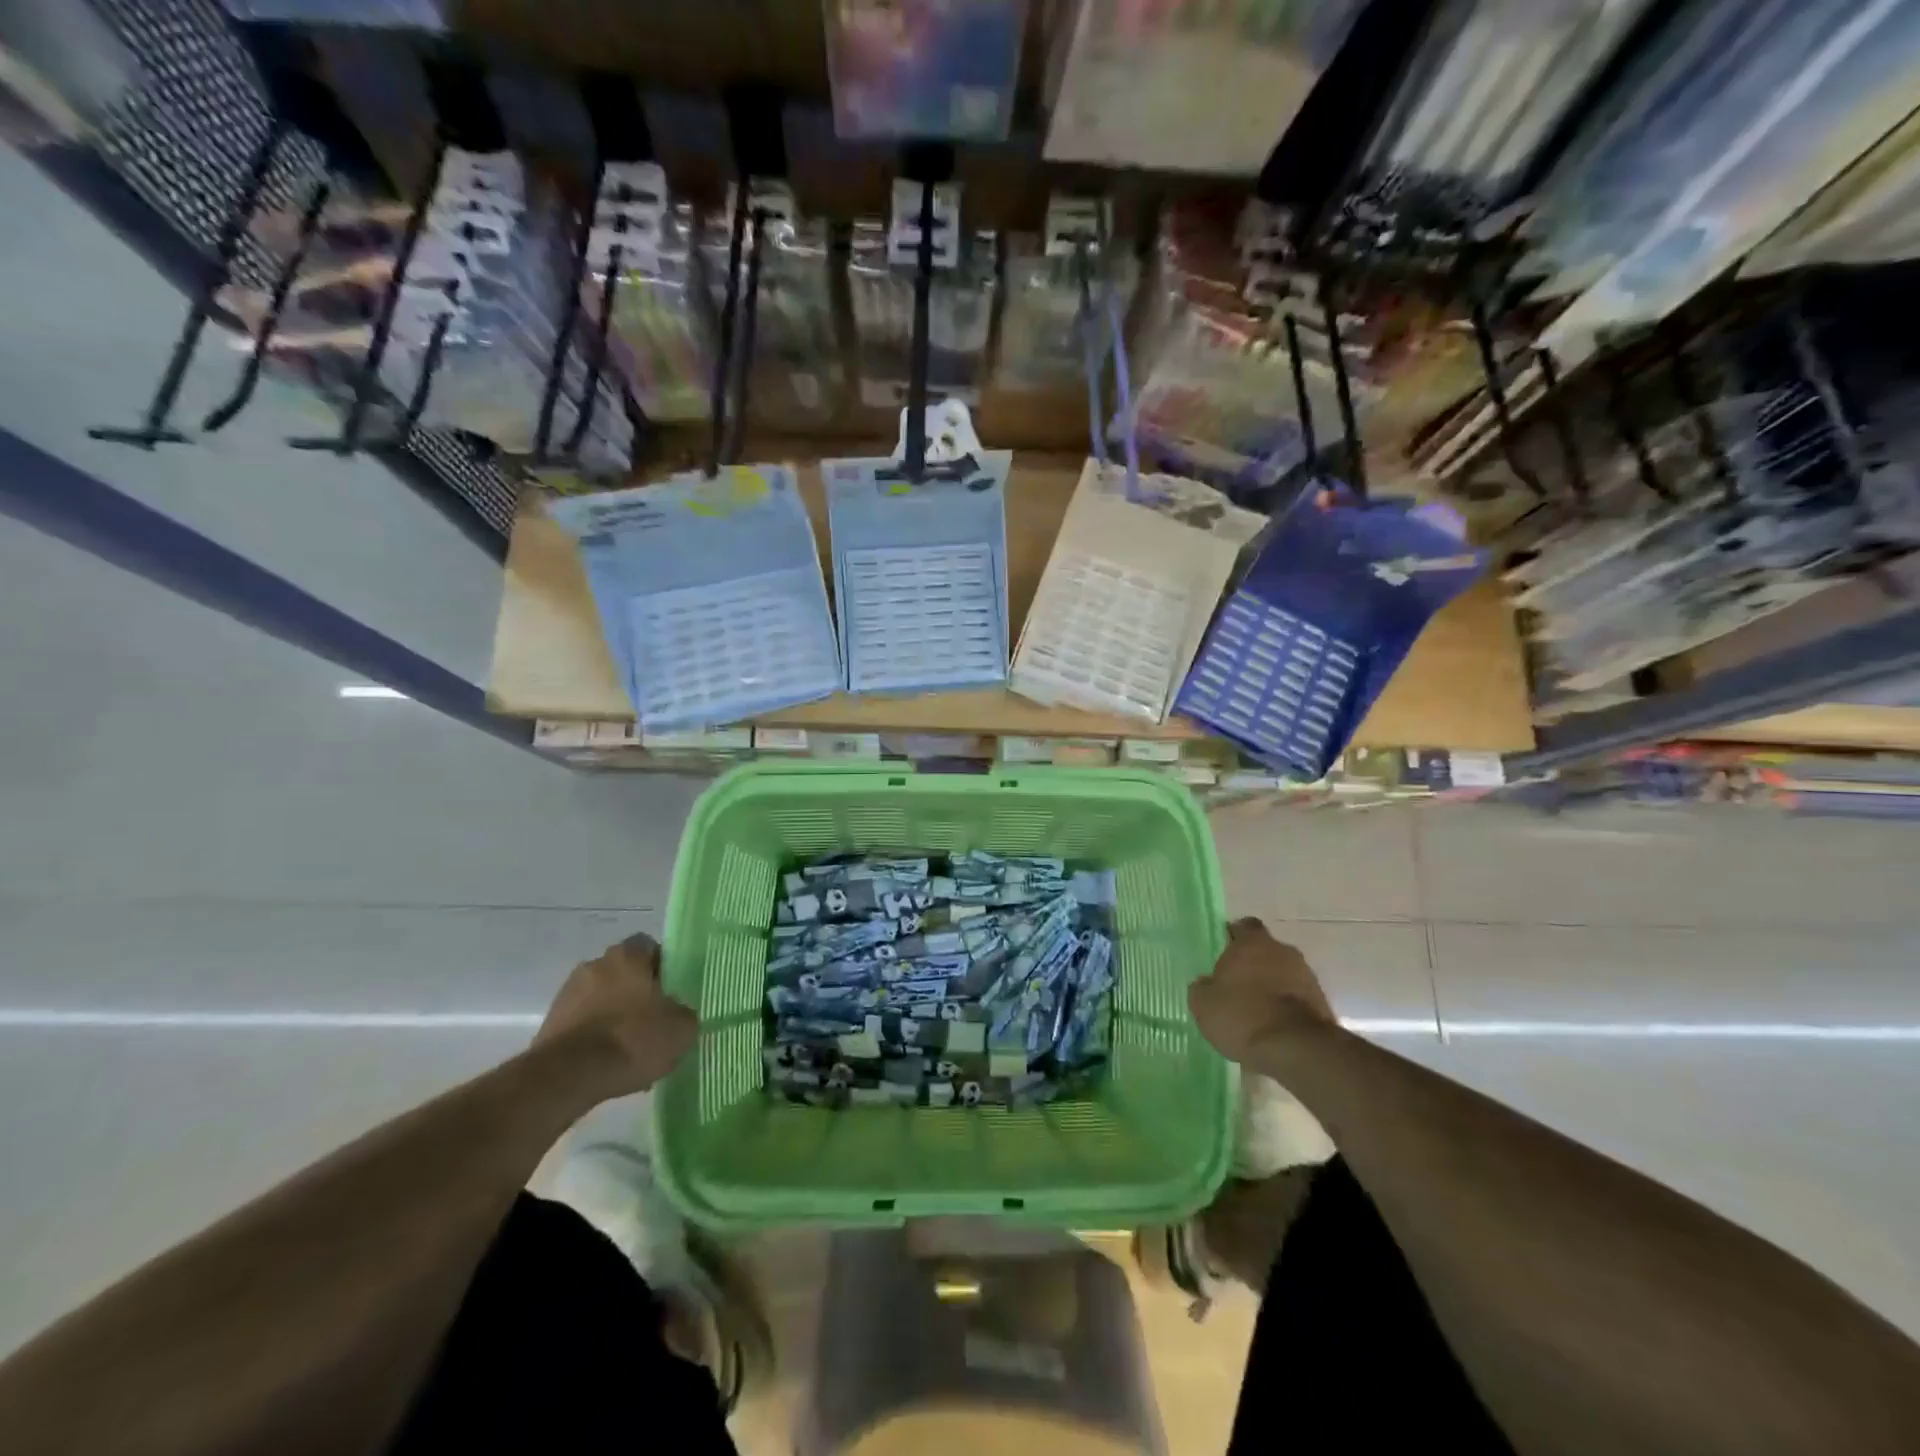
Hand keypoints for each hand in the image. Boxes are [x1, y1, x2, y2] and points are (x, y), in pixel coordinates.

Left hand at [535, 932, 696, 1096]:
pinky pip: (582, 1023)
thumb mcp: (681, 1028)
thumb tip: (678, 1013)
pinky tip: (608, 1063)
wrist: (569, 1076)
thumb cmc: (632, 1038)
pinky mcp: (550, 1023)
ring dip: (613, 1015)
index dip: (663, 967)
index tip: (672, 992)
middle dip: (636, 993)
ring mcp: (568, 993)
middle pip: (623, 973)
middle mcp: (595, 964)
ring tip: (629, 1049)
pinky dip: (594, 1037)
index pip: (649, 947)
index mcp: (627, 955)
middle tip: (653, 1021)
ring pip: (601, 998)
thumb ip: (684, 1013)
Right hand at [1188, 918, 1336, 1065]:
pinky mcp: (1322, 1002)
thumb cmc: (1243, 1016)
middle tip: (1237, 985)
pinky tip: (1273, 1027)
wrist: (1297, 1049)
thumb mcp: (1204, 1004)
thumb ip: (1203, 987)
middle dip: (1254, 964)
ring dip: (1272, 986)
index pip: (1243, 926)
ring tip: (1256, 1011)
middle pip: (1266, 950)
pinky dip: (1287, 1007)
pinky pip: (1297, 997)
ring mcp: (1307, 976)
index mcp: (1252, 942)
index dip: (1233, 936)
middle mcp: (1282, 951)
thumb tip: (1206, 983)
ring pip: (1284, 974)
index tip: (1224, 952)